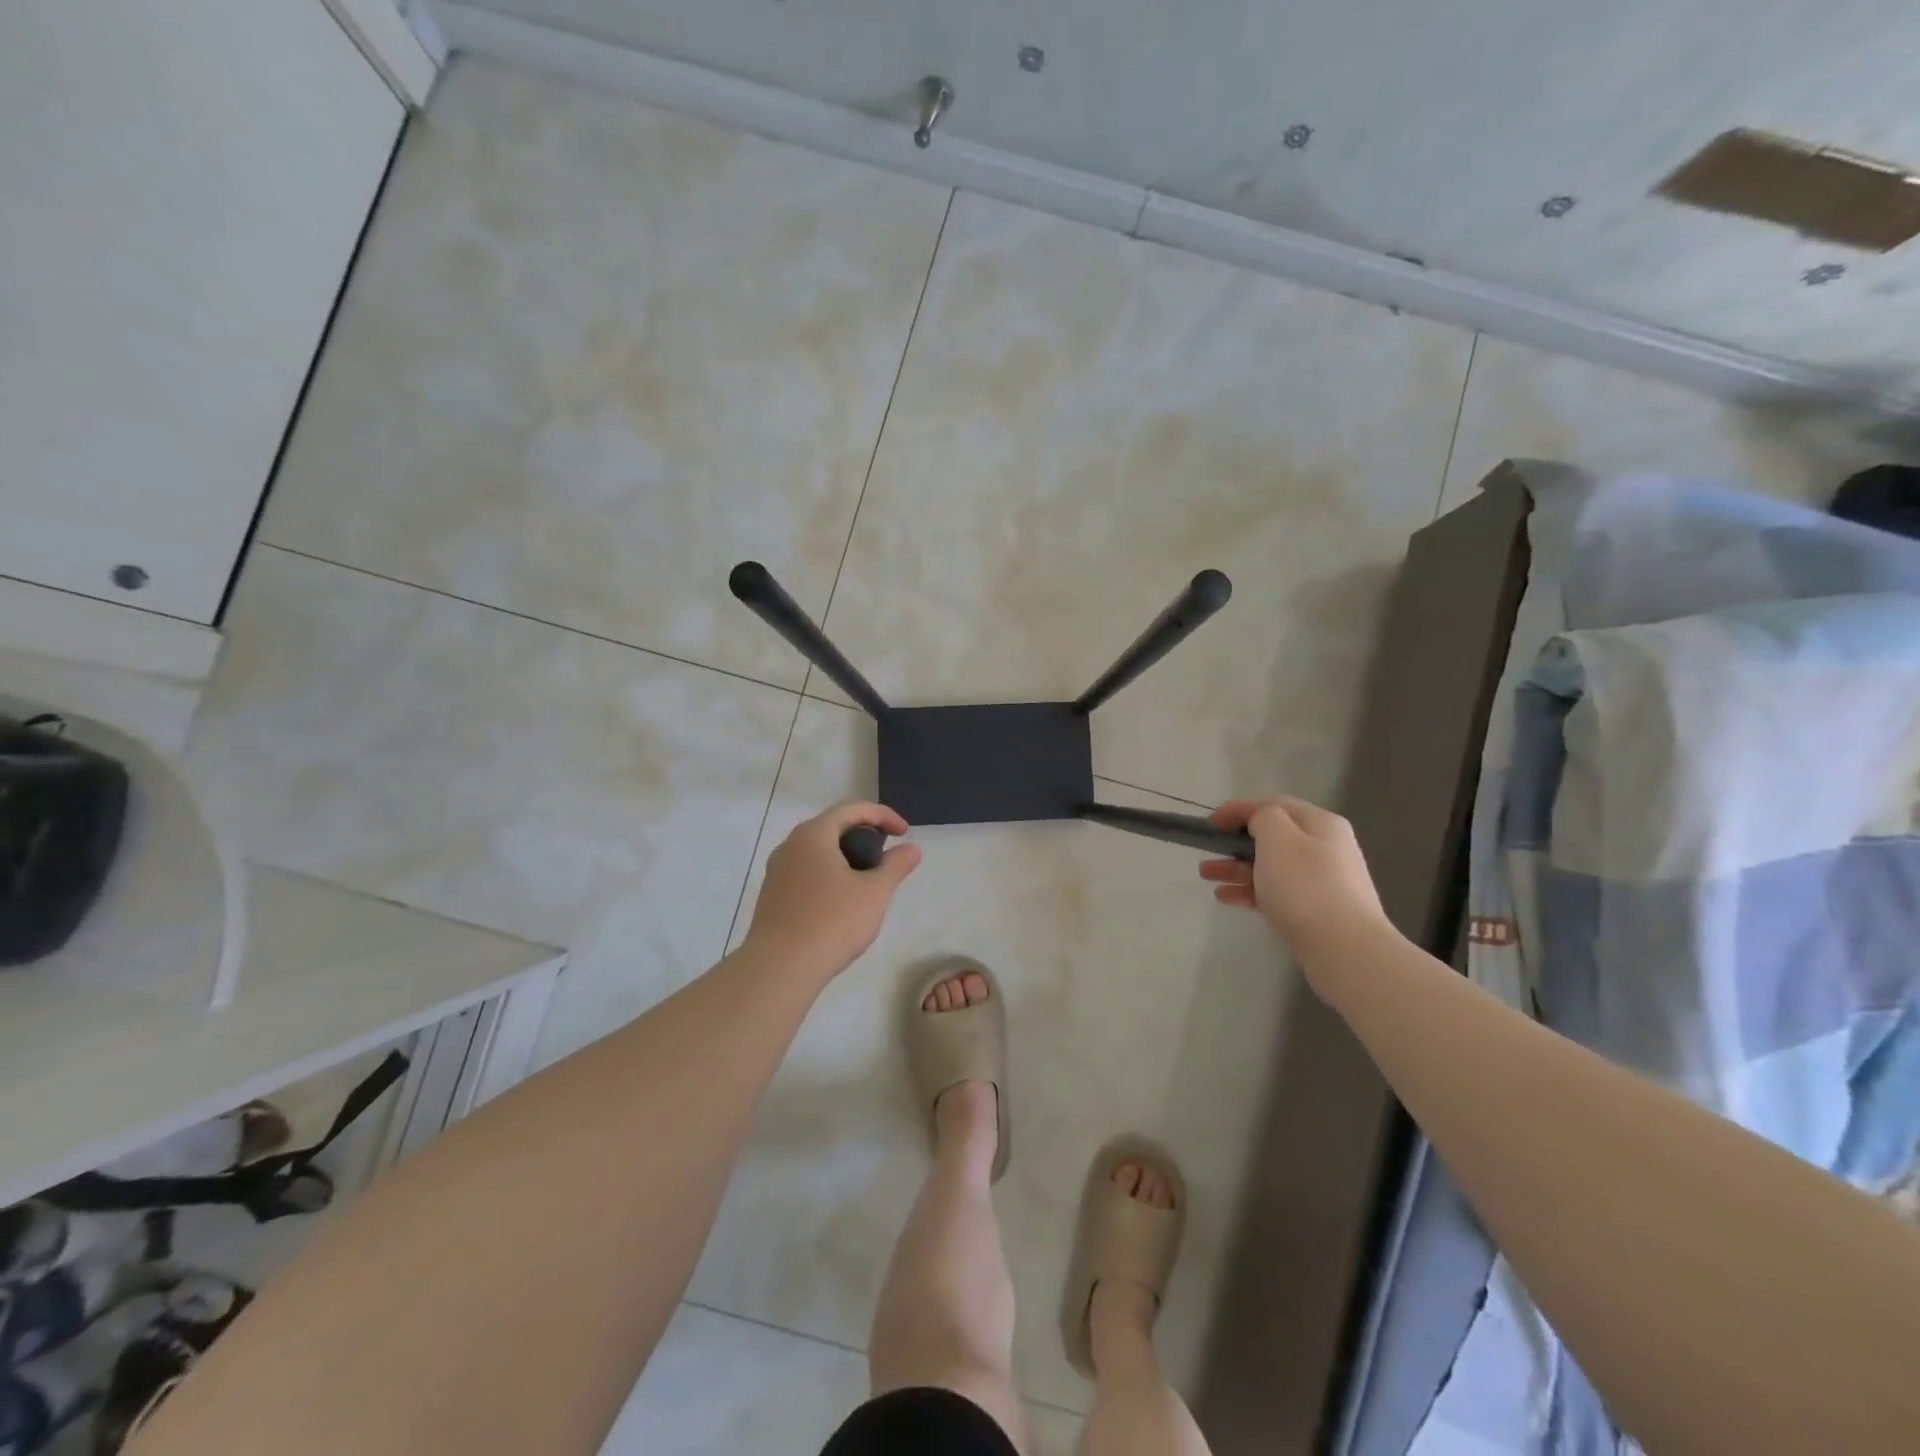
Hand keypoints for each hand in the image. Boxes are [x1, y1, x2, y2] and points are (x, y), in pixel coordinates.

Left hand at [744, 800, 921, 979]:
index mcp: (814, 834)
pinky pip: (806, 871)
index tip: (905, 833)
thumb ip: (896, 866)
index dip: (884, 816)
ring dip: (846, 855)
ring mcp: (777, 870)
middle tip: (887, 853)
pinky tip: (842, 899)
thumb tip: (911, 849)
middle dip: (864, 833)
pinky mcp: (772, 895)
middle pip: (833, 826)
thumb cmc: (832, 923)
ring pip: (817, 850)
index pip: (853, 809)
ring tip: (868, 877)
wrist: (779, 969)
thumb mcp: (874, 893)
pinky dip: (829, 873)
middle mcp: (790, 844)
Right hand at [1200, 797, 1387, 957]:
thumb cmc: (1305, 885)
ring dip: (1236, 867)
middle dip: (1234, 842)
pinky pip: (1276, 892)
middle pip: (1272, 838)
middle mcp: (1325, 848)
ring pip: (1270, 867)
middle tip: (1207, 851)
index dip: (1238, 809)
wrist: (1344, 948)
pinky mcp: (1315, 911)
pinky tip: (1226, 897)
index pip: (1274, 805)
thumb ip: (1263, 817)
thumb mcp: (1278, 836)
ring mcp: (1322, 882)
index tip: (1210, 823)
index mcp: (1320, 824)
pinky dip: (1250, 890)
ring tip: (1207, 875)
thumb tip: (1262, 824)